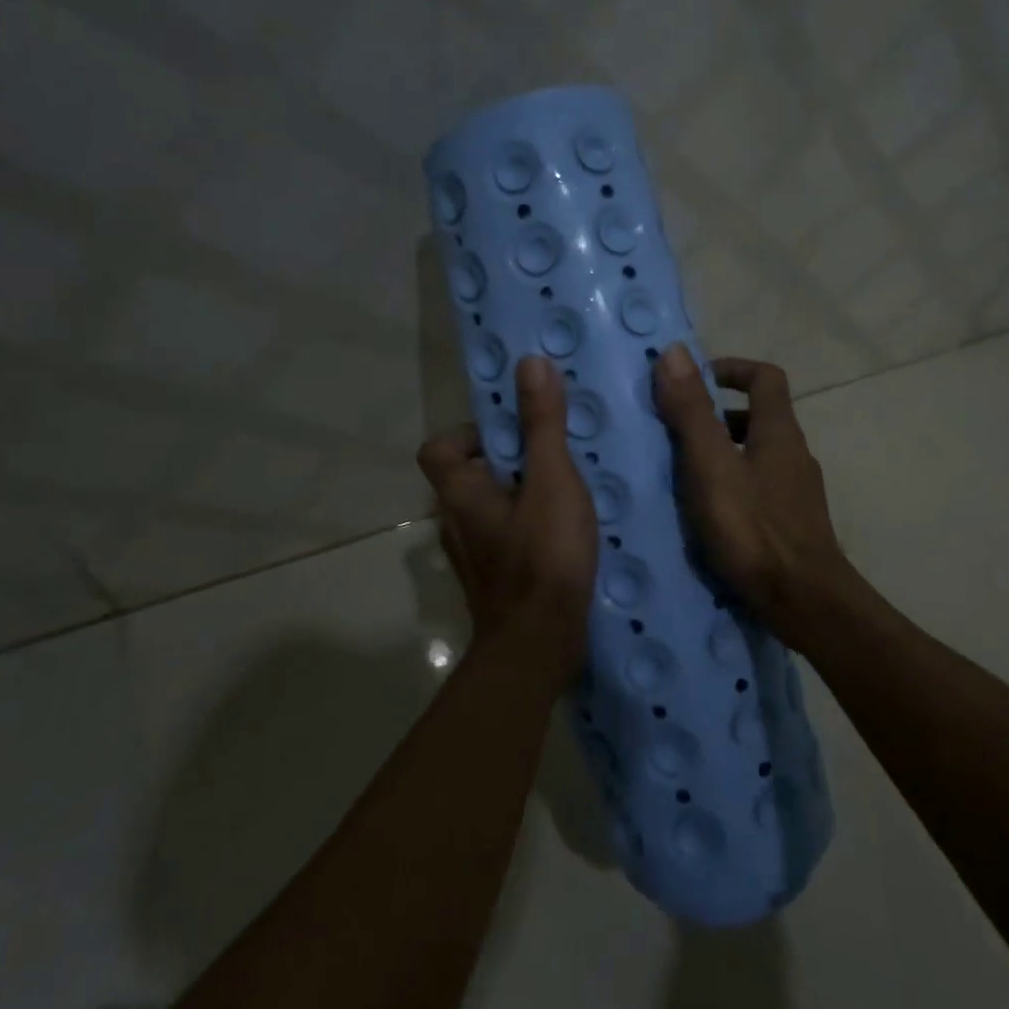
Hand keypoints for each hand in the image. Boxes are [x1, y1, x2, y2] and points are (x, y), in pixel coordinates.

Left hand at [418, 356, 597, 672]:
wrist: (539, 645)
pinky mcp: (498, 579)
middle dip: (511, 461)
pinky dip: (533, 526)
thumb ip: (542, 424)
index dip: (470, 432)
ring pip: (494, 507)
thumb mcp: (551, 480)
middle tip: (556, 457)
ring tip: (570, 490)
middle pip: (471, 475)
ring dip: (525, 494)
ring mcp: (476, 555)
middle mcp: (458, 521)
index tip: (513, 432)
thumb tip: (530, 362)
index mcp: (460, 492)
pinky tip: (570, 532)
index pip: (439, 447)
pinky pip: (510, 536)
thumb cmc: (542, 556)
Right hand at [652, 345, 850, 629]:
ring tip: (681, 476)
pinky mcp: (792, 525)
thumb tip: (674, 351)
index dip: (730, 369)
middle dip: (715, 416)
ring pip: (756, 456)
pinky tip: (706, 515)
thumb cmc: (754, 529)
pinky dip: (730, 487)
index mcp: (779, 432)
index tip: (692, 382)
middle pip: (758, 417)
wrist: (805, 602)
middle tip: (674, 433)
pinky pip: (758, 489)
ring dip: (720, 454)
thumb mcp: (711, 466)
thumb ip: (692, 411)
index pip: (764, 377)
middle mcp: (793, 455)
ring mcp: (797, 492)